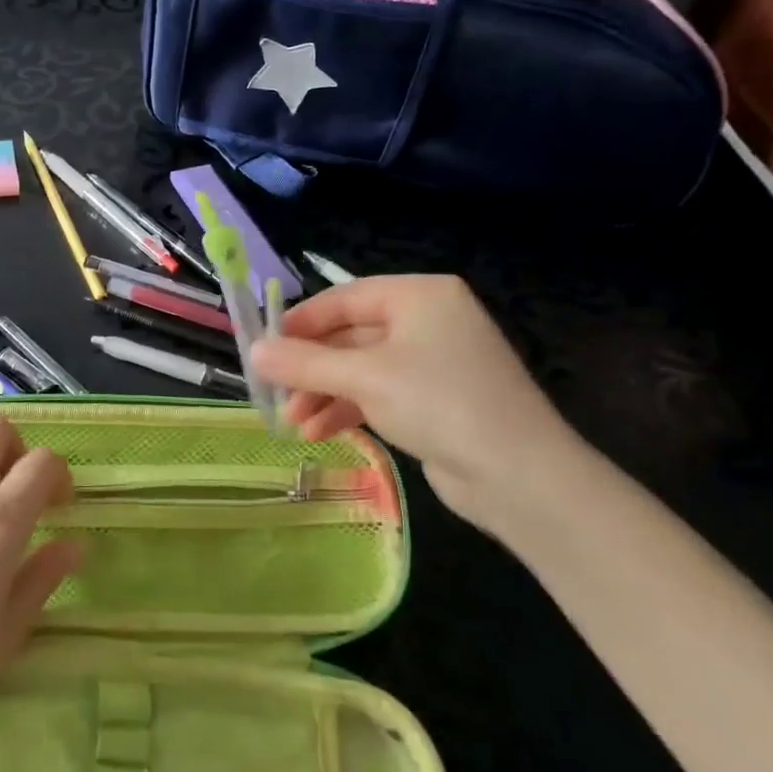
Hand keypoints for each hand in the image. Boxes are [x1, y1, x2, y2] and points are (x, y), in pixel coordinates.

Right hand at [248, 275, 589, 531]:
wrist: (519, 475)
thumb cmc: (438, 402)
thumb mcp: (364, 377)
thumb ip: (304, 362)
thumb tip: (253, 352)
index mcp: (419, 296)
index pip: (344, 298)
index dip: (300, 322)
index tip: (262, 347)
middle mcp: (428, 321)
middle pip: (350, 336)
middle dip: (310, 369)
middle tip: (274, 394)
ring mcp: (432, 362)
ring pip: (361, 369)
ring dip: (323, 394)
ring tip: (292, 425)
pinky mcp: (434, 400)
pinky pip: (378, 394)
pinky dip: (348, 409)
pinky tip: (319, 433)